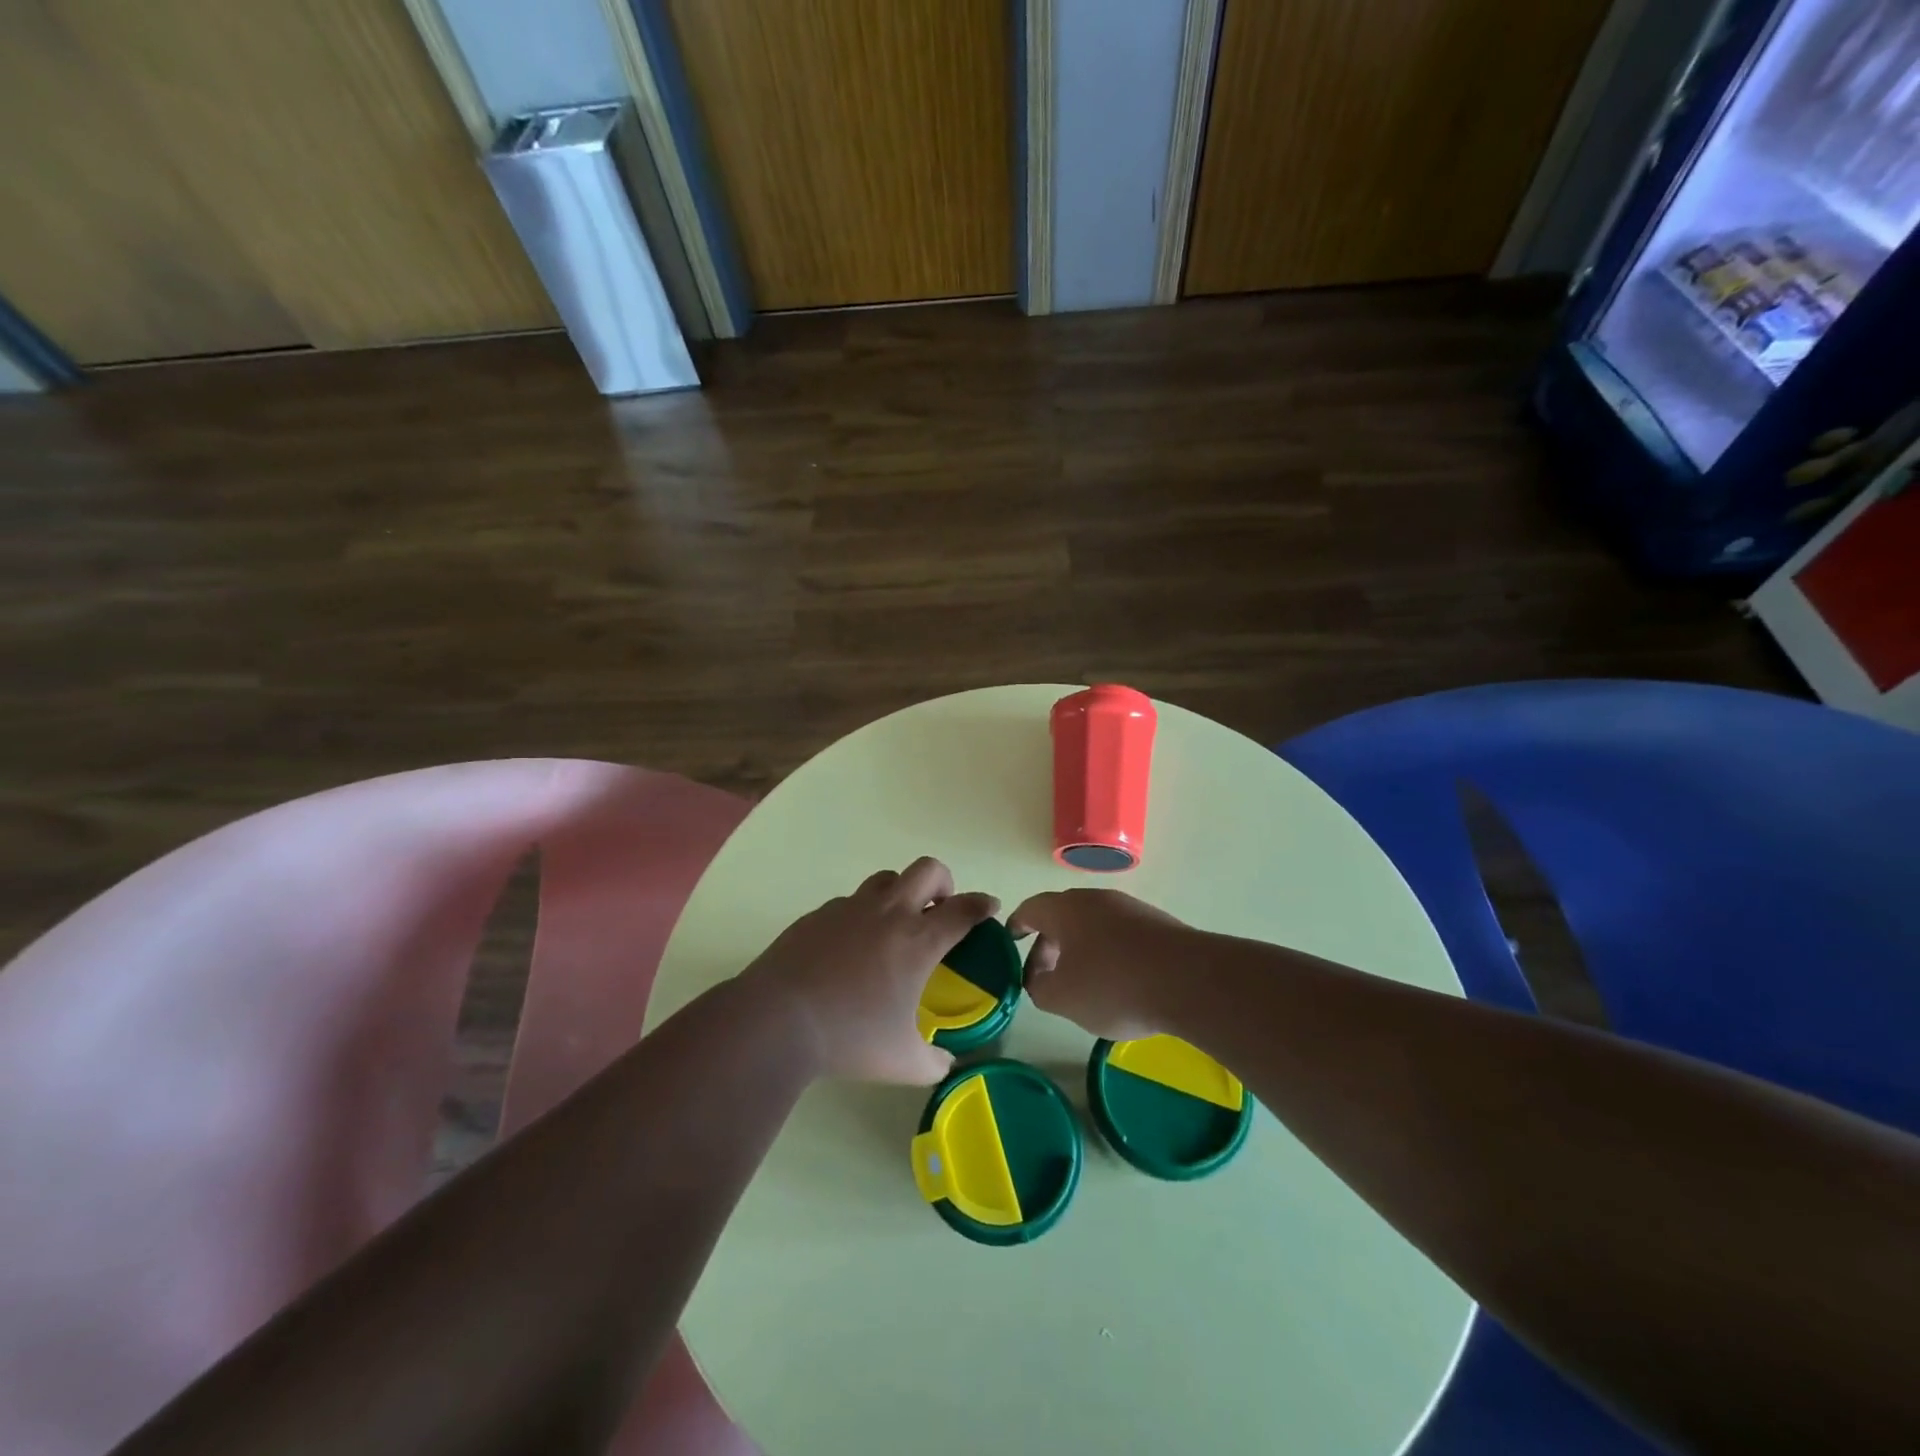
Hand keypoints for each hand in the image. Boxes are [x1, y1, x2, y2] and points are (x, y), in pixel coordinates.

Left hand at [742, 857, 997, 1084]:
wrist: (778, 1020)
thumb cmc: (849, 1038)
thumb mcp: (902, 1062)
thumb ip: (933, 1063)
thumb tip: (946, 1064)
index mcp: (917, 941)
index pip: (963, 909)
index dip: (982, 905)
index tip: (989, 907)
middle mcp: (888, 913)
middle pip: (928, 870)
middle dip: (943, 882)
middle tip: (940, 908)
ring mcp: (850, 908)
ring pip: (886, 879)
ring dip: (900, 893)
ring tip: (894, 924)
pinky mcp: (818, 914)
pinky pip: (850, 902)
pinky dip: (861, 915)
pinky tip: (849, 947)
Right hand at [1009, 889, 1187, 1041]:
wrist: (1191, 980)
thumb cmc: (1114, 985)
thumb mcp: (1063, 998)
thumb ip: (1040, 988)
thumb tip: (1040, 980)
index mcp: (1066, 909)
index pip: (1031, 909)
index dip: (1017, 925)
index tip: (1010, 941)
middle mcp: (1097, 899)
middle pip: (1063, 915)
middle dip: (1050, 944)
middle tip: (1045, 975)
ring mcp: (1131, 909)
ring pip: (1094, 926)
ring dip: (1081, 950)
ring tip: (1083, 984)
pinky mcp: (1159, 925)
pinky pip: (1122, 936)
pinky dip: (1111, 955)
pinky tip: (1120, 984)